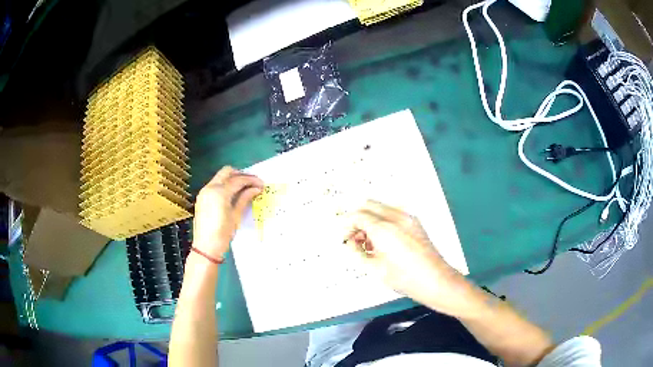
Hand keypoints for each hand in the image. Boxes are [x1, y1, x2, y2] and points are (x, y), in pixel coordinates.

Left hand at [192, 166, 263, 260]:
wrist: (205, 247)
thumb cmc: (222, 234)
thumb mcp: (236, 216)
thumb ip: (244, 198)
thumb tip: (255, 188)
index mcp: (219, 192)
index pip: (238, 180)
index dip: (251, 180)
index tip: (261, 184)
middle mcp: (210, 187)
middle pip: (227, 172)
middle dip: (241, 175)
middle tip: (252, 183)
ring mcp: (204, 192)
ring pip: (220, 177)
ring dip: (232, 179)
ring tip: (245, 188)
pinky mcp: (202, 198)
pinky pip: (215, 185)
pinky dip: (225, 185)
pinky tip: (233, 193)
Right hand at [344, 200, 471, 315]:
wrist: (436, 281)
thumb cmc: (406, 279)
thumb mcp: (375, 269)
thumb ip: (358, 253)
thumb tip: (350, 244)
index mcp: (385, 229)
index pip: (358, 216)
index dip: (346, 224)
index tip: (343, 235)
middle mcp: (396, 218)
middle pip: (368, 205)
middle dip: (357, 219)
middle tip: (353, 238)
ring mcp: (408, 218)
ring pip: (381, 208)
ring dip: (369, 219)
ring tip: (367, 243)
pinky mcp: (415, 223)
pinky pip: (392, 214)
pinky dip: (382, 222)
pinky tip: (381, 241)